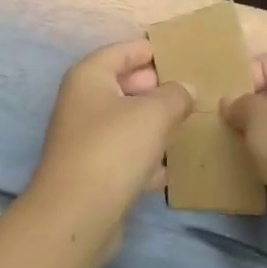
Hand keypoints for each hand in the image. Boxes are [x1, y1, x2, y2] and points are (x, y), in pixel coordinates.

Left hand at [27, 39, 193, 241]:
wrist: (75, 217)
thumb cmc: (113, 148)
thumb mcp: (154, 114)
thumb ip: (175, 95)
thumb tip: (186, 88)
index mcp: (89, 77)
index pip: (123, 51)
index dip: (151, 51)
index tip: (182, 55)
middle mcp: (81, 102)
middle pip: (124, 86)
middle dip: (156, 88)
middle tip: (190, 91)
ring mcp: (84, 139)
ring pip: (125, 122)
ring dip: (153, 124)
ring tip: (187, 124)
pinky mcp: (91, 173)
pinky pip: (123, 155)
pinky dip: (144, 158)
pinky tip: (169, 169)